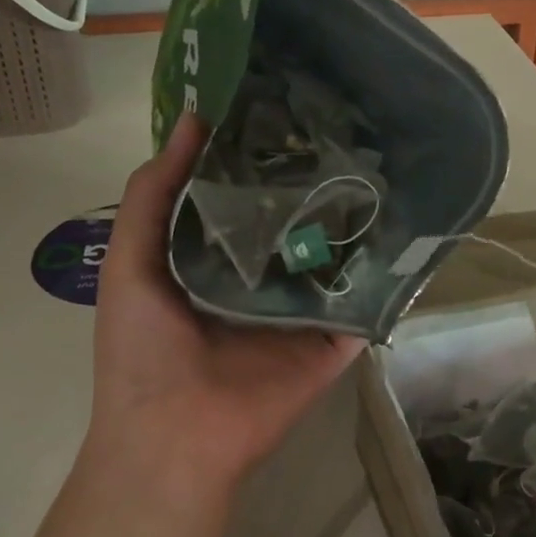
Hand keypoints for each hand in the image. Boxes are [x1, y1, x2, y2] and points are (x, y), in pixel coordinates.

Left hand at [86, 115, 363, 500]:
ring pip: (333, 255)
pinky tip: (406, 224)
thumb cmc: (142, 348)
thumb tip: (192, 120)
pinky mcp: (334, 339)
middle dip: (313, 179)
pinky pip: (363, 300)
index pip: (244, 196)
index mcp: (214, 259)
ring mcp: (302, 310)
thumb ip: (154, 193)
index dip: (260, 154)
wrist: (175, 433)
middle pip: (294, 221)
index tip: (286, 103)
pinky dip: (383, 271)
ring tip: (382, 160)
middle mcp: (261, 278)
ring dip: (353, 217)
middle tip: (345, 123)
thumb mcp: (129, 259)